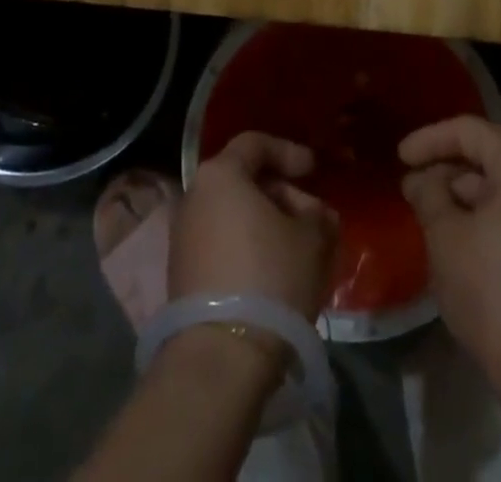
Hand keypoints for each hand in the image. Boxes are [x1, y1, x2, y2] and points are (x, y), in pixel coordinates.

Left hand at [172, 132, 338, 320]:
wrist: (221, 356)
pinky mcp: (183, 275)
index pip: (255, 144)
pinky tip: (276, 273)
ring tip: (302, 249)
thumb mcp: (311, 239)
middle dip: (284, 195)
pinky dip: (250, 248)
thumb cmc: (269, 277)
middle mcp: (194, 196)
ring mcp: (184, 237)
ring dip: (268, 225)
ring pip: (234, 215)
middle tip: (315, 218)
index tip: (314, 170)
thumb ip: (318, 215)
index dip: (289, 151)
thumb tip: (316, 215)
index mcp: (220, 174)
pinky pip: (223, 245)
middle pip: (244, 181)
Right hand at [399, 117, 500, 389]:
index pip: (470, 131)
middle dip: (449, 155)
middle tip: (415, 168)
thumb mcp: (446, 235)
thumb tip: (418, 179)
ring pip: (500, 177)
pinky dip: (480, 205)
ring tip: (426, 201)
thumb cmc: (492, 291)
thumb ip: (428, 194)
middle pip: (490, 147)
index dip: (430, 138)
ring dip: (462, 183)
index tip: (399, 156)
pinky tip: (452, 225)